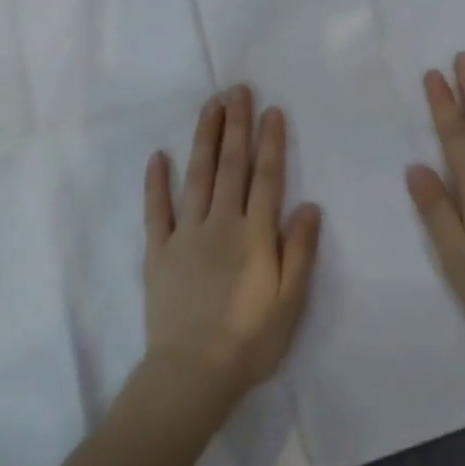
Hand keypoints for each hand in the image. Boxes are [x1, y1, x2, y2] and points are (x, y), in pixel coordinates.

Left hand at [143, 85, 320, 403]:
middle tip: (237, 90)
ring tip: (210, 107)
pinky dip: (156, 182)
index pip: (266, 177)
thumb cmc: (250, 341)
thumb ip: (299, 251)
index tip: (271, 110)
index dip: (270, 142)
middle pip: (230, 166)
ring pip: (196, 176)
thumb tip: (308, 205)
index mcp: (254, 235)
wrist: (192, 375)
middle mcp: (220, 223)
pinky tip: (158, 156)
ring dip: (204, 139)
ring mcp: (185, 235)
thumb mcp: (290, 301)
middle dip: (236, 125)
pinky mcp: (158, 252)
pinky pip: (156, 210)